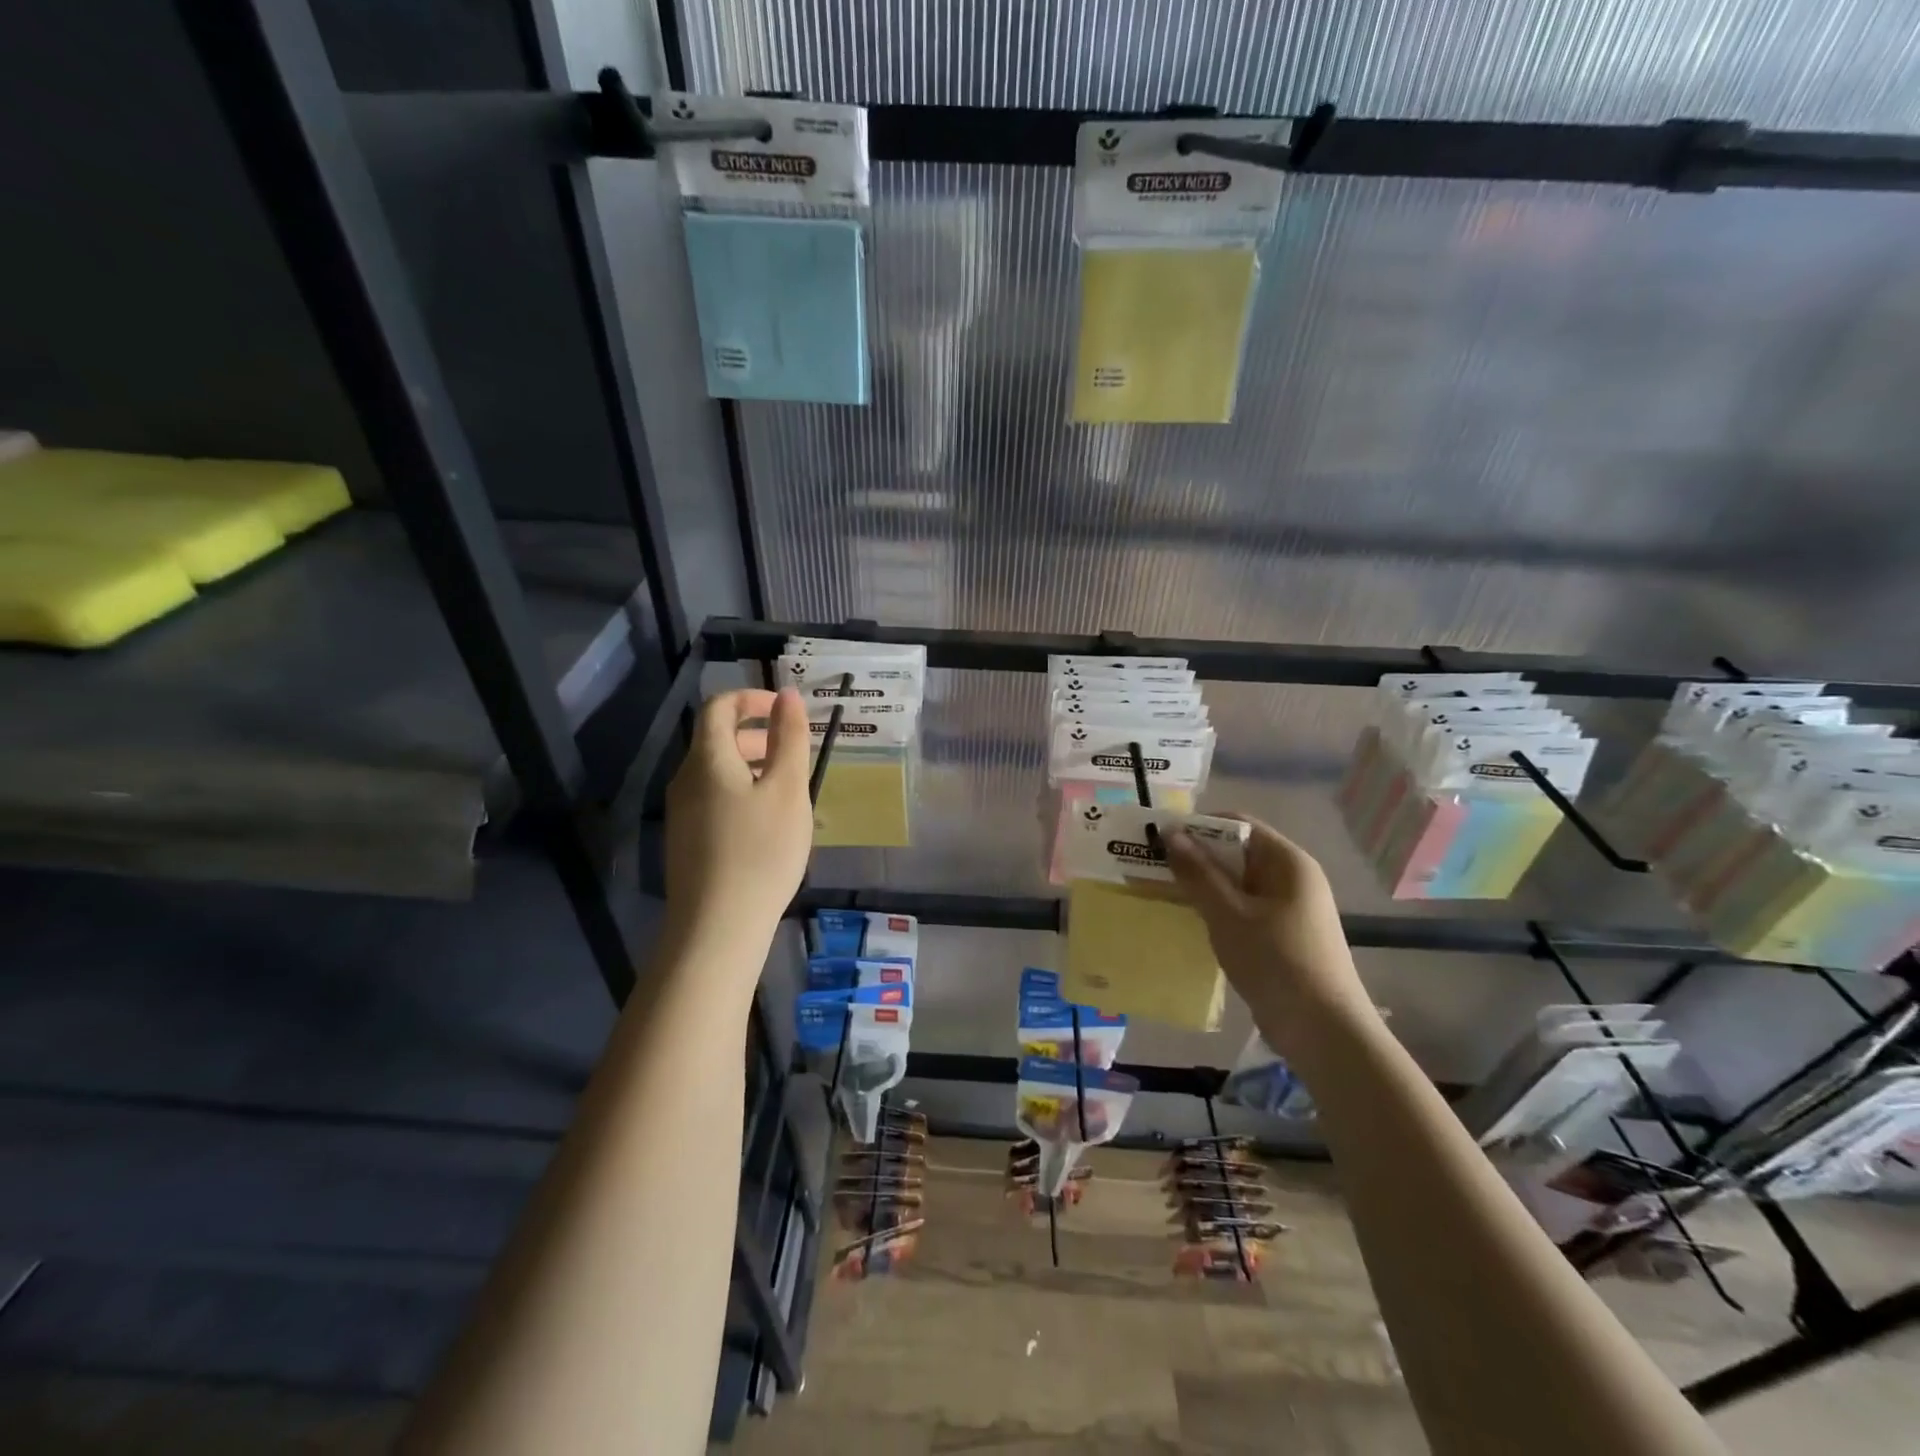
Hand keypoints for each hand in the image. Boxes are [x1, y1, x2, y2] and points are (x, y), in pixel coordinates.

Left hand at [664, 688, 812, 943]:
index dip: (753, 698)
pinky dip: (742, 793)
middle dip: (757, 734)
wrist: (718, 927)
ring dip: (752, 766)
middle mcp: (686, 779)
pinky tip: (767, 825)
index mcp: (707, 759)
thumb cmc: (761, 850)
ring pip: (717, 772)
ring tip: (789, 791)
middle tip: (794, 753)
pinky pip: (714, 799)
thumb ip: (789, 738)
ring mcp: (681, 812)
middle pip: (717, 739)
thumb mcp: (787, 789)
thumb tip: (789, 695)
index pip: (720, 706)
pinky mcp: (686, 841)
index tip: (787, 711)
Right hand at [1164, 816, 1373, 1052]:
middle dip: (1196, 856)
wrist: (1324, 1033)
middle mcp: (1292, 878)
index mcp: (1288, 862)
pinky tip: (1190, 920)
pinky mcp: (1282, 936)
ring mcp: (1289, 909)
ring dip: (1203, 884)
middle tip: (1153, 865)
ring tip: (1163, 891)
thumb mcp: (1228, 915)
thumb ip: (1198, 873)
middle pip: (1238, 852)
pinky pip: (1243, 908)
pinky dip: (1217, 908)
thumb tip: (1170, 834)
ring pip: (1238, 883)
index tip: (1159, 837)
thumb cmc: (1277, 962)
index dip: (1199, 826)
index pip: (1239, 825)